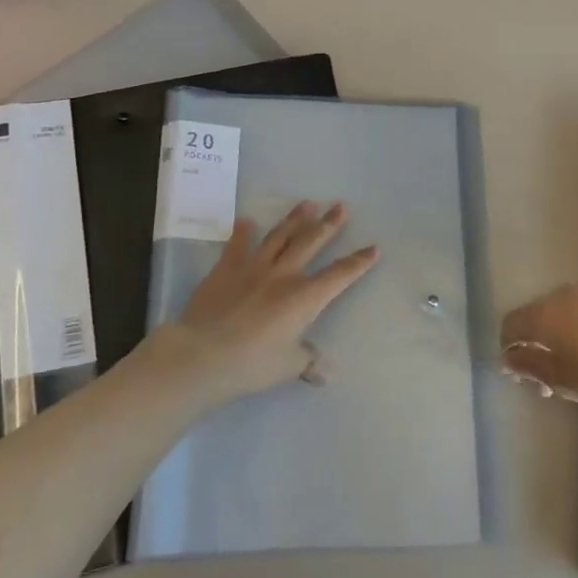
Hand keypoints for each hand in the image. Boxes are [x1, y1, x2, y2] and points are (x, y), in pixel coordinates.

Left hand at [168, 202, 378, 402]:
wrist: (204, 353)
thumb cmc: (252, 363)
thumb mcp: (287, 366)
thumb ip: (308, 363)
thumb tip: (327, 374)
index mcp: (305, 298)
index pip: (340, 275)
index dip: (358, 262)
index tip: (374, 248)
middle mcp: (284, 275)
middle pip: (311, 243)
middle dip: (328, 225)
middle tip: (340, 206)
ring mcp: (253, 268)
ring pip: (279, 236)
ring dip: (294, 219)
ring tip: (306, 203)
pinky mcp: (226, 269)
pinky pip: (237, 245)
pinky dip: (243, 232)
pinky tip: (247, 220)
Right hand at [500, 284, 577, 411]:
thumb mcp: (563, 381)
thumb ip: (530, 366)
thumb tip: (509, 358)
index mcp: (544, 314)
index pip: (511, 324)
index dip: (509, 349)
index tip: (520, 375)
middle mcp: (563, 294)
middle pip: (537, 314)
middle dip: (537, 341)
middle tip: (549, 375)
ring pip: (565, 309)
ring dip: (562, 332)